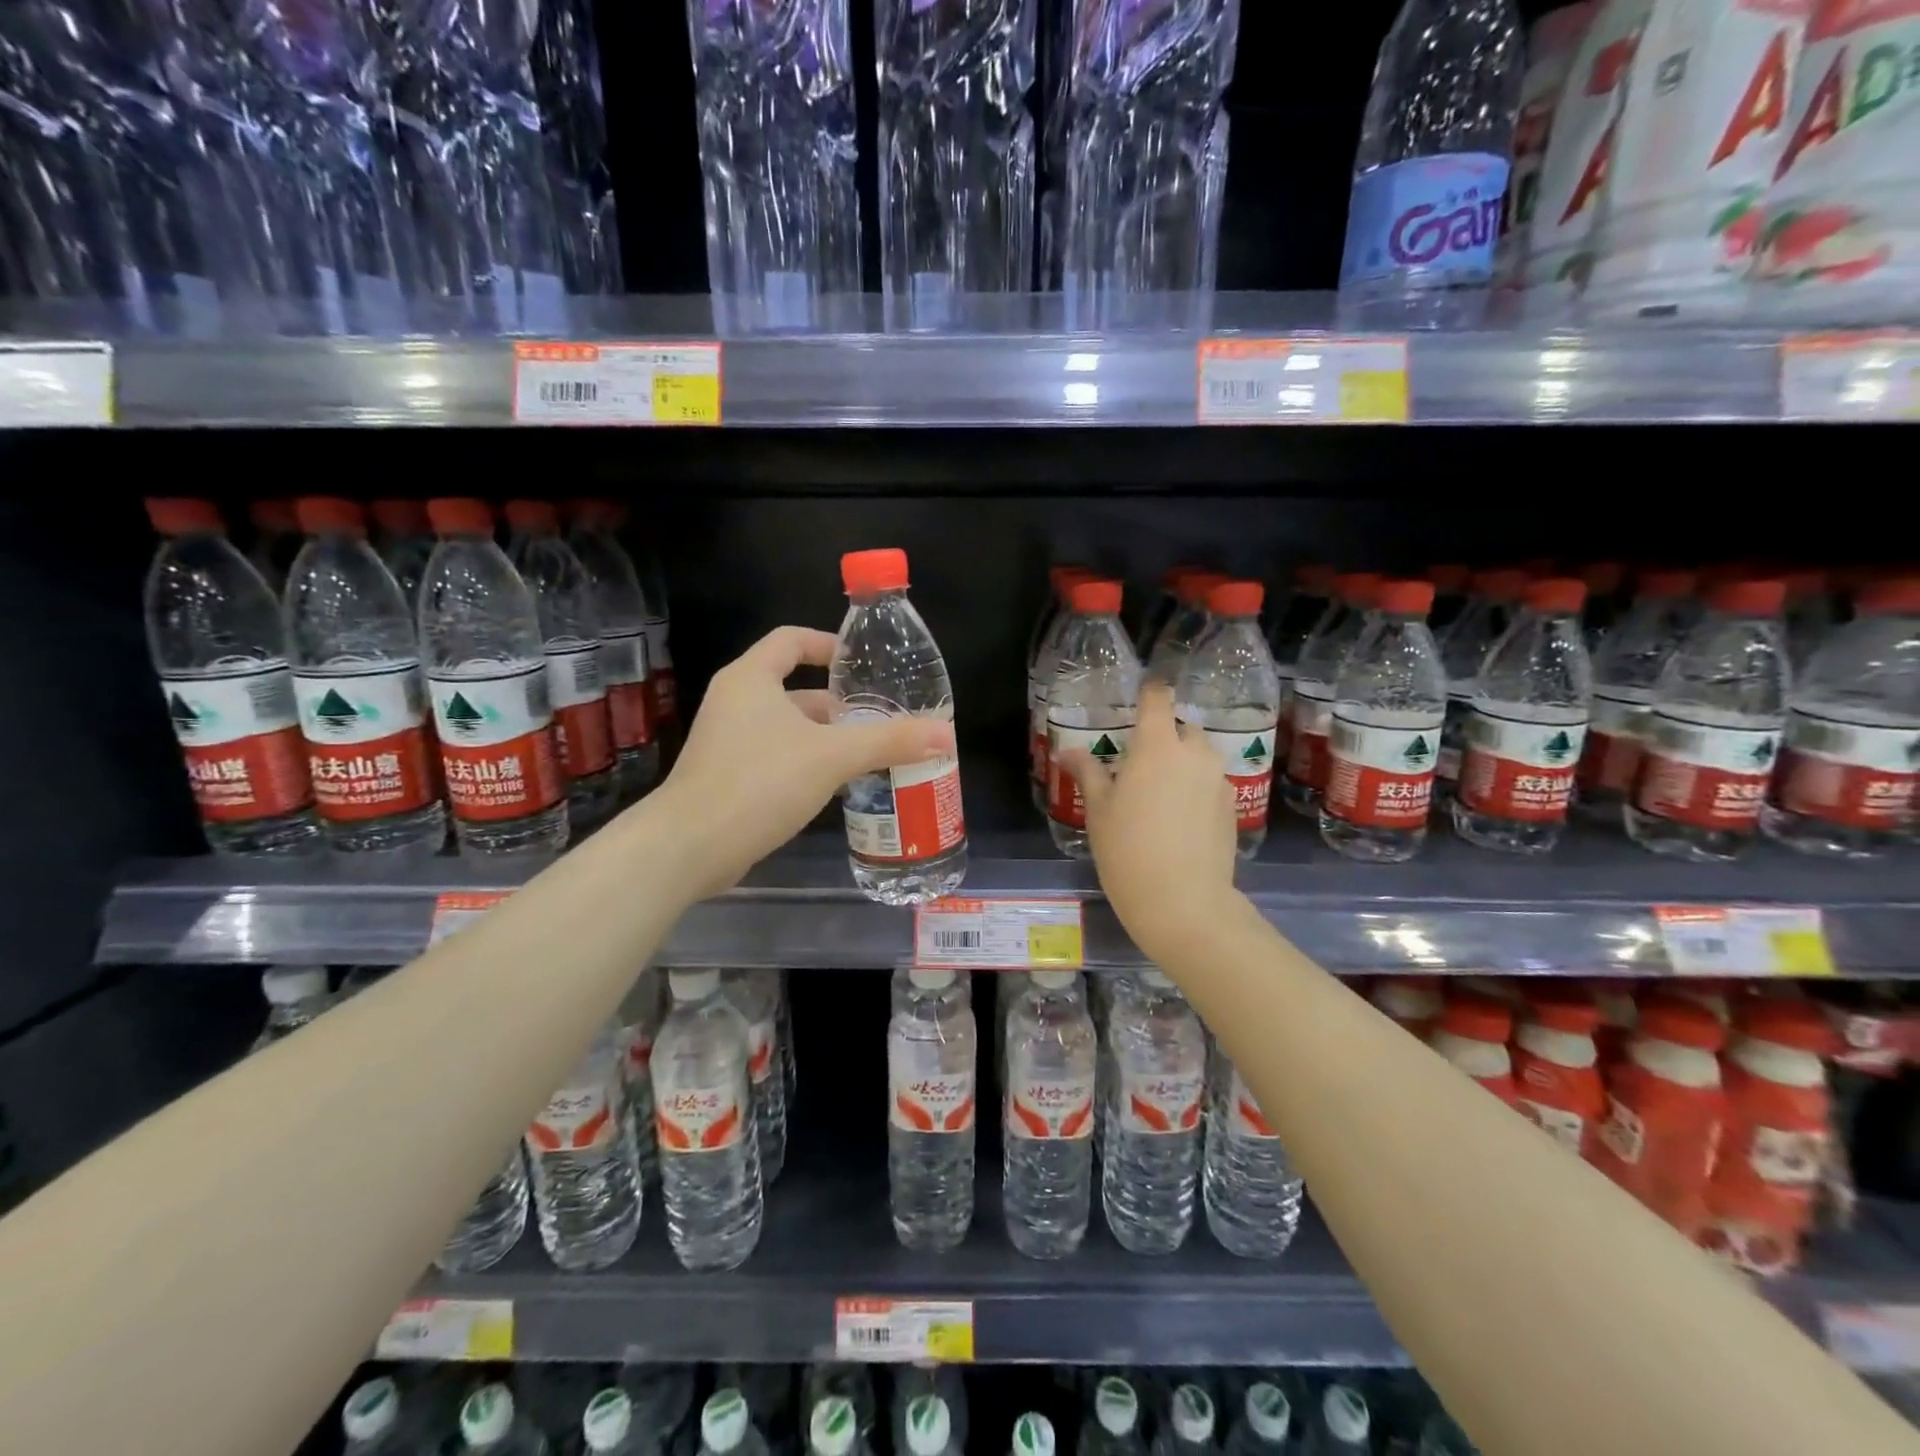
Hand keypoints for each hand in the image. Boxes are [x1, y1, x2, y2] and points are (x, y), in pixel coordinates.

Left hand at [657, 626, 955, 898]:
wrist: (690, 847)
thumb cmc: (759, 782)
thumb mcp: (832, 756)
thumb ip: (888, 741)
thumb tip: (945, 733)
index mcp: (751, 679)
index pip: (790, 640)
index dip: (827, 644)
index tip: (862, 663)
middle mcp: (735, 702)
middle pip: (795, 689)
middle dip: (839, 705)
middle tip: (882, 720)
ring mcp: (728, 741)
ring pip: (788, 728)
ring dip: (827, 738)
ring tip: (871, 754)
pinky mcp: (728, 777)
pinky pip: (777, 757)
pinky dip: (808, 763)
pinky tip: (838, 786)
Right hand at [1057, 684, 1239, 962]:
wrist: (1183, 901)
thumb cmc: (1128, 849)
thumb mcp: (1098, 810)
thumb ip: (1088, 772)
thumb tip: (1069, 751)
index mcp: (1157, 745)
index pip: (1157, 698)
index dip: (1149, 691)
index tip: (1139, 697)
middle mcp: (1194, 753)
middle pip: (1182, 727)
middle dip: (1164, 736)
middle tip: (1140, 763)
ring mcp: (1218, 779)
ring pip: (1200, 755)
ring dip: (1182, 762)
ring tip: (1161, 793)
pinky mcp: (1232, 806)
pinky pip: (1211, 782)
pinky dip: (1196, 787)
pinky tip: (1181, 818)